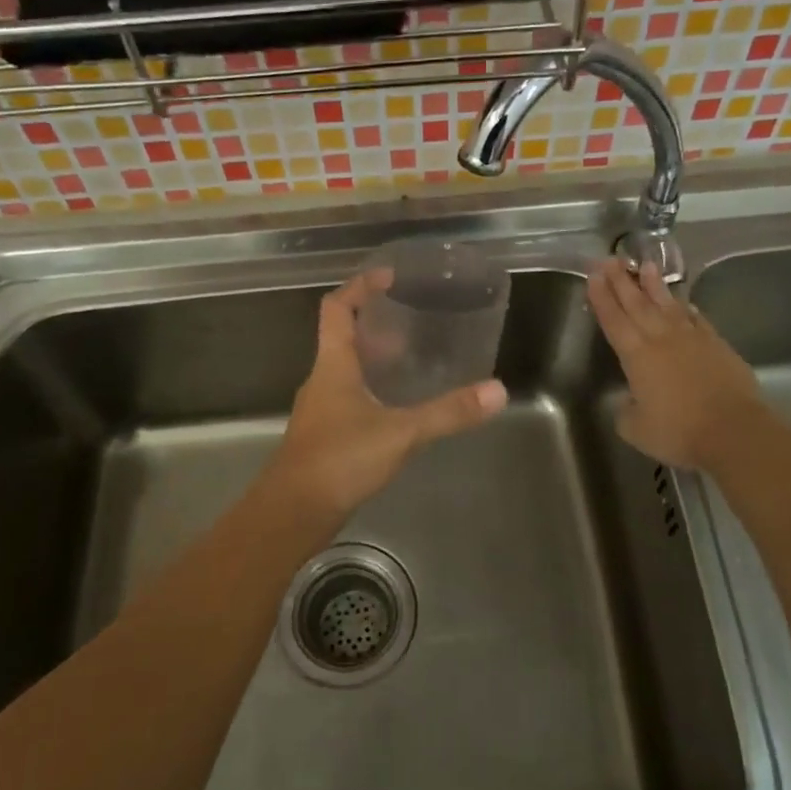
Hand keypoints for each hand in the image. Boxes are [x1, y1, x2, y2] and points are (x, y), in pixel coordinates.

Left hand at [265, 271, 506, 519]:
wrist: (293, 512)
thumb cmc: (340, 459)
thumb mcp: (401, 432)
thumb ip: (448, 412)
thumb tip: (496, 391)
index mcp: (333, 364)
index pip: (337, 308)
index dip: (360, 286)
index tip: (389, 277)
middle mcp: (322, 380)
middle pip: (342, 336)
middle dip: (375, 323)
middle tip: (412, 320)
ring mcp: (321, 409)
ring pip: (346, 369)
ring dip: (374, 358)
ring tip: (412, 359)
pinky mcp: (325, 435)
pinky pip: (349, 397)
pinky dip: (372, 389)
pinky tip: (398, 407)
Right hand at [586, 259, 763, 470]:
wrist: (734, 431)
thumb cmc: (678, 431)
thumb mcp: (636, 428)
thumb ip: (627, 410)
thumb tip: (631, 400)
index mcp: (637, 355)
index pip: (613, 320)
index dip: (601, 297)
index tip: (593, 275)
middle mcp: (662, 339)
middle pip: (637, 304)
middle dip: (621, 281)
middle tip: (609, 259)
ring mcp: (692, 339)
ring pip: (668, 305)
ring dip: (654, 285)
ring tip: (645, 265)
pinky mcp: (717, 346)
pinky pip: (697, 319)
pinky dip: (686, 309)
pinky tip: (683, 302)